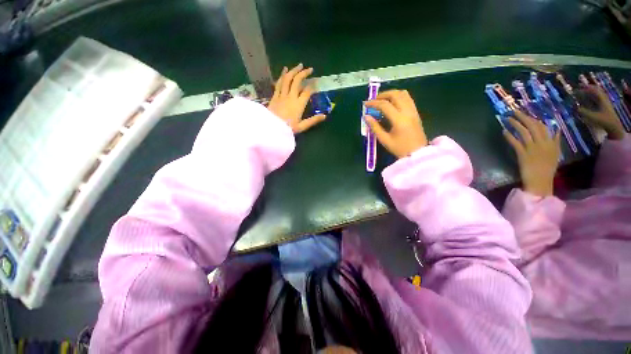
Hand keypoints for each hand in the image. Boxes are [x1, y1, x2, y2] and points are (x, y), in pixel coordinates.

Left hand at [267, 64, 325, 133]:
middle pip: (297, 81)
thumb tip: (324, 116)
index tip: (316, 82)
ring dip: (294, 71)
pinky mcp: (275, 96)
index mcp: (299, 105)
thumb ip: (313, 120)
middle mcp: (291, 97)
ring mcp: (282, 95)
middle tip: (310, 69)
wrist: (271, 129)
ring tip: (299, 65)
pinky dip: (282, 75)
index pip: (307, 92)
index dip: (312, 86)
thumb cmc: (287, 129)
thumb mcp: (302, 127)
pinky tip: (285, 70)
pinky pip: (279, 83)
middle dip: (304, 73)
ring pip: (288, 79)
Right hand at [364, 90, 427, 157]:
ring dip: (391, 94)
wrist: (417, 153)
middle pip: (395, 95)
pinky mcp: (416, 113)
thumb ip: (375, 127)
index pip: (385, 105)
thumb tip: (366, 116)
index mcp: (399, 119)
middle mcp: (407, 112)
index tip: (365, 104)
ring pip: (403, 94)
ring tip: (382, 99)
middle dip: (383, 95)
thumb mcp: (384, 140)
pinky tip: (392, 103)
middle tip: (374, 100)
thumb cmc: (399, 148)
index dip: (374, 103)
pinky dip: (399, 97)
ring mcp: (413, 111)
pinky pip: (408, 99)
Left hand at [504, 110, 560, 196]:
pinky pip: (515, 143)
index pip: (543, 126)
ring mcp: (533, 148)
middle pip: (533, 126)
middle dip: (523, 117)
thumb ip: (556, 141)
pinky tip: (504, 131)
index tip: (526, 113)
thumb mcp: (556, 153)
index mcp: (551, 142)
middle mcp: (543, 143)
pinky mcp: (523, 154)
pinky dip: (509, 136)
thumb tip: (557, 129)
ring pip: (524, 132)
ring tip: (507, 119)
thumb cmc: (547, 168)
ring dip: (515, 124)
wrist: (541, 181)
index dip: (534, 119)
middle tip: (514, 111)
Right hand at [577, 85, 625, 140]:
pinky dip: (592, 97)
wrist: (613, 126)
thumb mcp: (592, 117)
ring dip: (590, 92)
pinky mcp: (604, 106)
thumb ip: (583, 112)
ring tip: (583, 92)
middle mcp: (603, 99)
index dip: (586, 88)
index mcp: (601, 99)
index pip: (594, 90)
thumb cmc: (603, 121)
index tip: (578, 87)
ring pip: (597, 94)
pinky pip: (598, 98)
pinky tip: (588, 99)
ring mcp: (605, 102)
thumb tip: (574, 107)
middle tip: (580, 87)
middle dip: (588, 88)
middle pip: (596, 90)